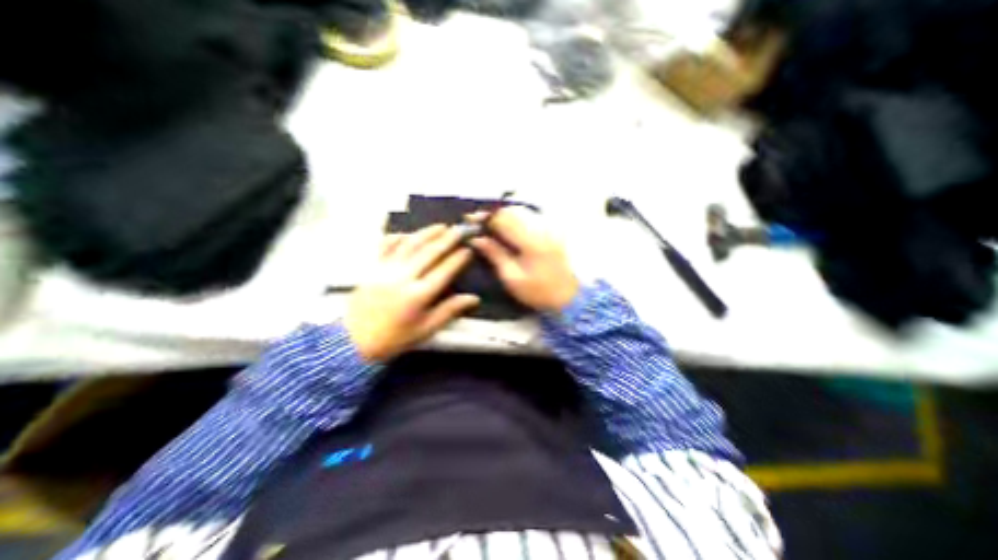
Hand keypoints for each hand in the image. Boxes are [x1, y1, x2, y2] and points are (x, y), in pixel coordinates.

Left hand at [348, 223, 479, 359]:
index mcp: (418, 295)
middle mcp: (403, 278)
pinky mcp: (372, 267)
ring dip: (427, 233)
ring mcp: (385, 270)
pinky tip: (408, 233)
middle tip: (460, 229)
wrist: (352, 341)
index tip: (468, 249)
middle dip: (447, 239)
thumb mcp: (425, 329)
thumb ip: (449, 311)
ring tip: (441, 226)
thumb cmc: (394, 338)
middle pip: (429, 252)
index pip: (444, 271)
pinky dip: (398, 236)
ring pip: (409, 245)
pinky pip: (386, 246)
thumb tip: (474, 298)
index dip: (458, 259)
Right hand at [473, 208, 582, 311]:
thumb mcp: (512, 278)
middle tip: (480, 222)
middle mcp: (542, 227)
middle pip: (513, 210)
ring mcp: (550, 226)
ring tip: (492, 224)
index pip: (503, 219)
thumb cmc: (540, 291)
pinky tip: (510, 227)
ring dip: (505, 214)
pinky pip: (532, 215)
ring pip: (523, 210)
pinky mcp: (555, 229)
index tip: (470, 220)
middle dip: (494, 213)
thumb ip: (495, 255)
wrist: (572, 296)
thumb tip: (477, 239)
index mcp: (530, 240)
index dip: (484, 218)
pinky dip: (518, 217)